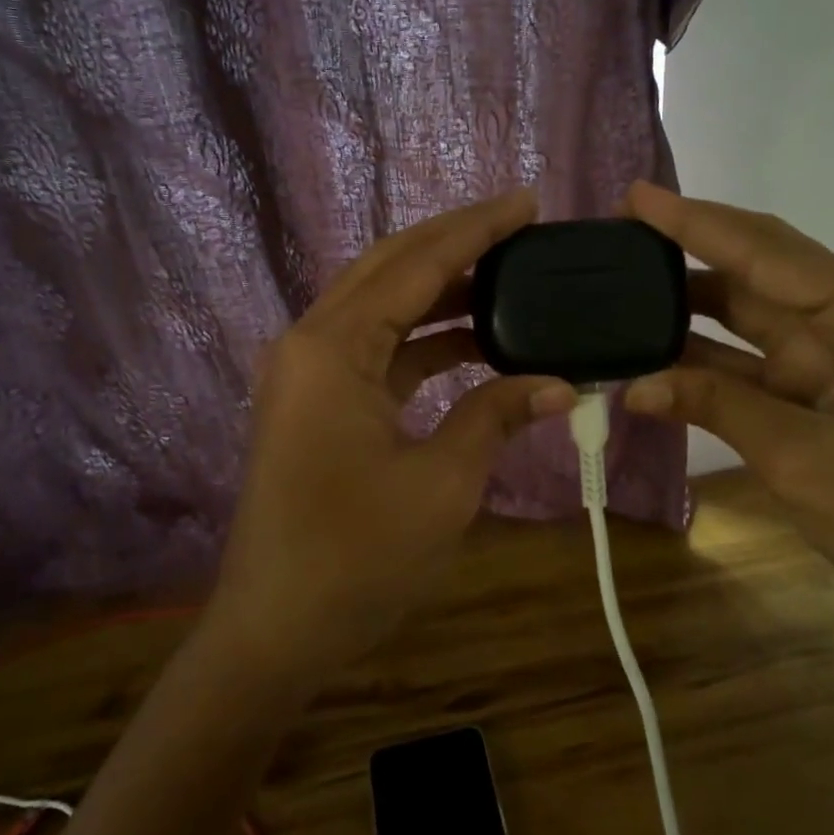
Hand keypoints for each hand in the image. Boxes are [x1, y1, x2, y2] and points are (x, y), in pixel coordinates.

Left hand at [206, 190, 576, 689]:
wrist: (275, 631)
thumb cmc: (357, 558)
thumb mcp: (443, 484)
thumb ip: (496, 417)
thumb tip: (558, 384)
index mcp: (333, 347)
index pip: (416, 264)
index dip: (477, 230)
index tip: (528, 203)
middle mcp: (311, 342)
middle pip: (391, 269)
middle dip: (456, 244)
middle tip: (521, 228)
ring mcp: (308, 373)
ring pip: (382, 307)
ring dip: (443, 293)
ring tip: (511, 281)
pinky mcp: (316, 403)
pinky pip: (377, 350)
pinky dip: (425, 342)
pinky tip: (475, 344)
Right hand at [620, 182, 833, 629]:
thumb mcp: (800, 456)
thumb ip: (716, 404)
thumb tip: (634, 385)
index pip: (768, 253)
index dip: (696, 223)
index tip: (637, 196)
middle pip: (760, 269)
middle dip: (691, 247)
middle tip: (621, 229)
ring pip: (751, 312)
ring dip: (691, 303)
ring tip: (624, 281)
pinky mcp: (822, 386)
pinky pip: (753, 358)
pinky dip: (706, 356)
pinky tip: (654, 348)